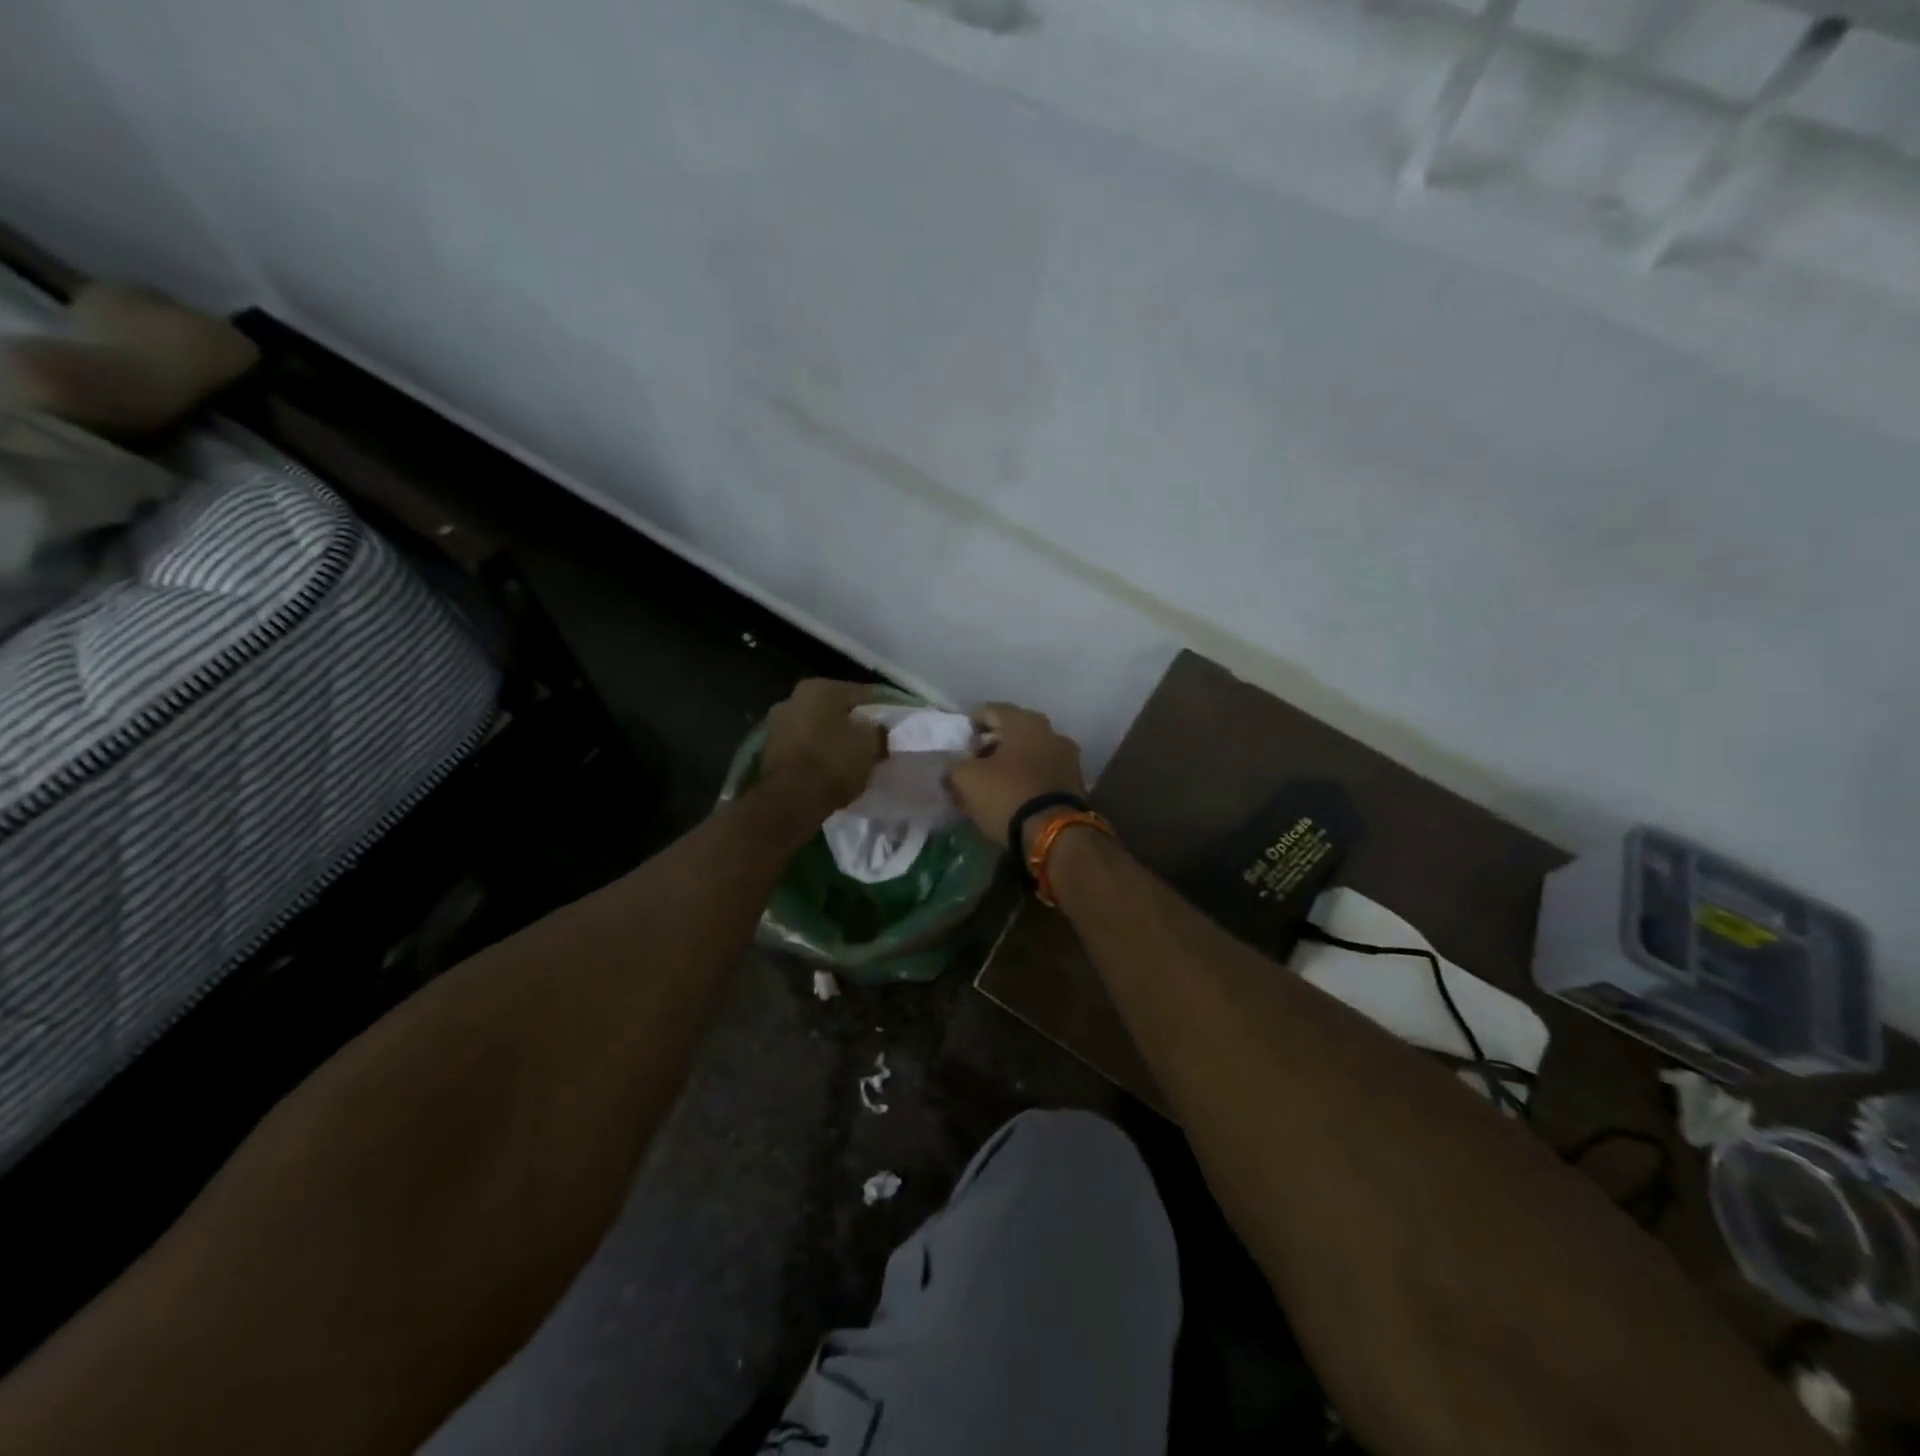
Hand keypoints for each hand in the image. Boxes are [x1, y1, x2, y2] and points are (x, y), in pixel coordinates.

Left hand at [760, 679, 887, 815]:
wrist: (791, 800)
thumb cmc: (834, 761)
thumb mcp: (870, 744)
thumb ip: (878, 730)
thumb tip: (878, 730)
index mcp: (820, 687)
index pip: (861, 694)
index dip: (880, 710)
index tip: (892, 726)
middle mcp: (793, 698)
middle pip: (834, 710)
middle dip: (852, 724)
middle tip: (872, 742)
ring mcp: (777, 724)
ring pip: (817, 728)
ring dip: (832, 739)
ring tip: (852, 759)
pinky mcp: (769, 751)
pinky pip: (803, 748)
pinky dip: (817, 755)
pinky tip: (831, 769)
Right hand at [945, 704, 1086, 851]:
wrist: (1054, 834)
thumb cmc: (1007, 795)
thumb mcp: (967, 779)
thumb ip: (955, 767)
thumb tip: (954, 770)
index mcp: (1024, 721)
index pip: (989, 711)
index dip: (970, 727)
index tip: (959, 747)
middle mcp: (1050, 731)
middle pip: (1012, 732)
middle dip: (991, 747)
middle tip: (973, 766)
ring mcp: (1067, 757)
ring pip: (1029, 753)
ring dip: (1010, 764)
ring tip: (992, 785)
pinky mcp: (1075, 782)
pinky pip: (1043, 773)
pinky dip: (1027, 779)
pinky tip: (1013, 797)